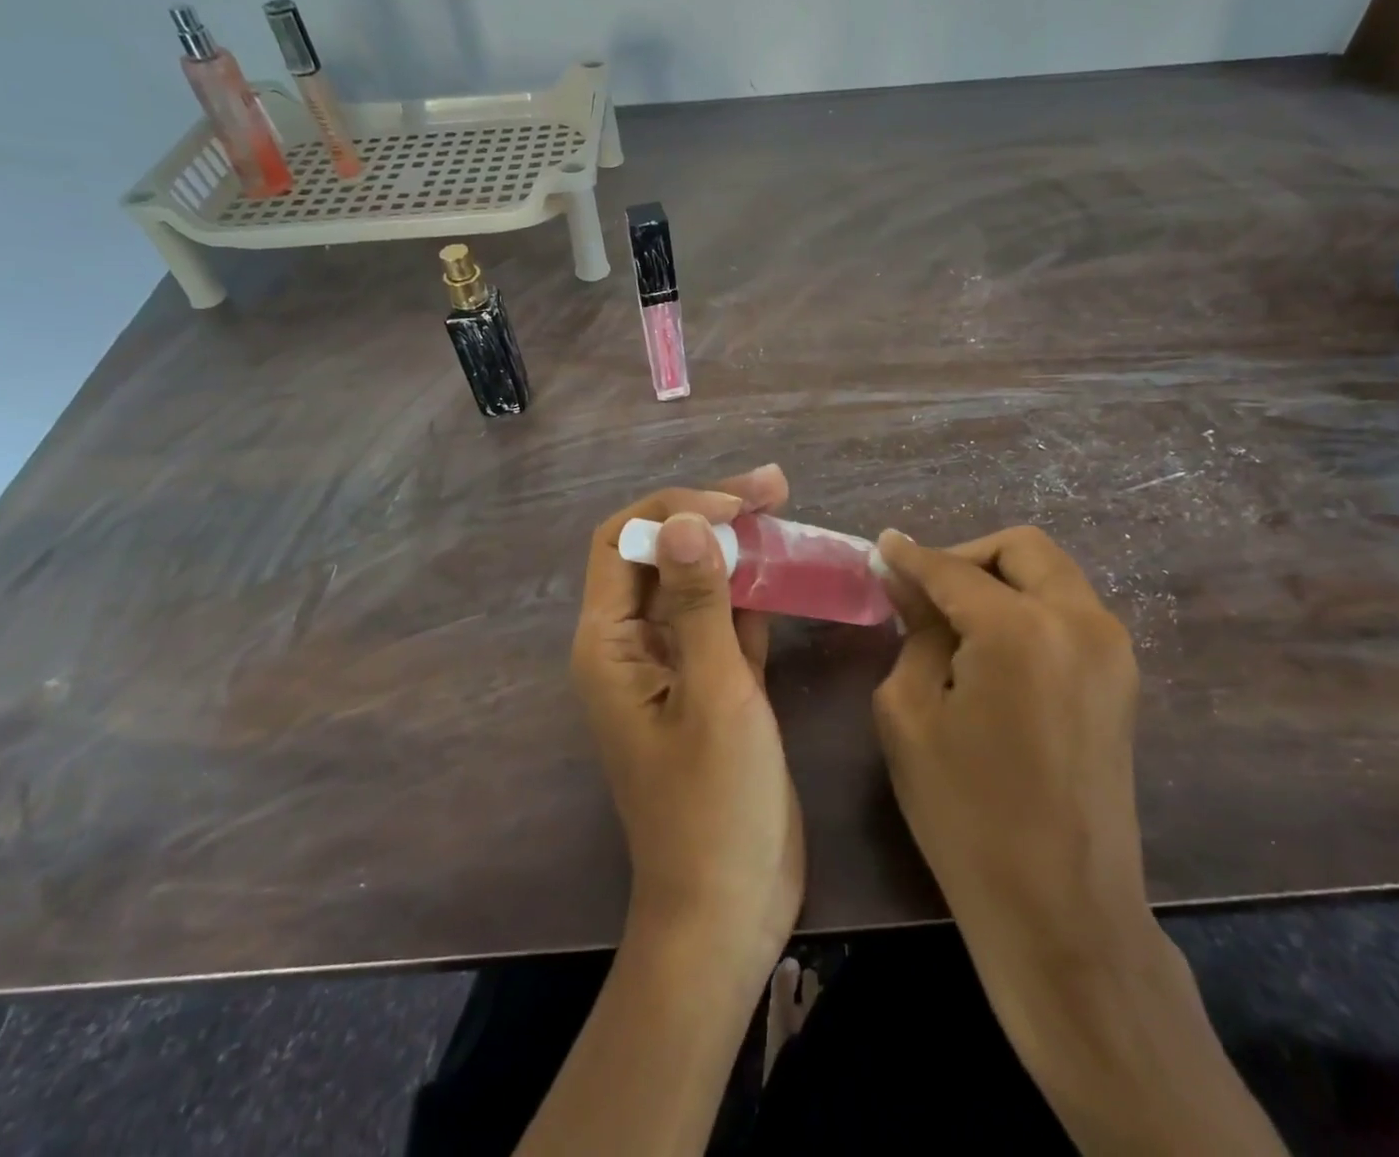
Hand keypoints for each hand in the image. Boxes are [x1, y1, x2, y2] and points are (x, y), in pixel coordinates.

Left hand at [571, 465, 803, 983]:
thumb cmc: (714, 808)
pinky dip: (752, 592)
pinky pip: (723, 620)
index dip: (675, 508)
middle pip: (662, 553)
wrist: (727, 911)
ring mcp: (673, 665)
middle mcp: (633, 645)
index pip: (625, 541)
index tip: (737, 507)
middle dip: (711, 514)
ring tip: (786, 513)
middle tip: (775, 488)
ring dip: (736, 548)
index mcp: (610, 644)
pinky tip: (788, 569)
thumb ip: (698, 605)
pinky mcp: (710, 685)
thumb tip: (683, 520)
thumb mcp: (714, 696)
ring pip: (696, 583)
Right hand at [874, 527, 1290, 1156]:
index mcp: (1020, 629)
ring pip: (1050, 574)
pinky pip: (1068, 610)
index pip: (952, 569)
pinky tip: (990, 645)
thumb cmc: (965, 813)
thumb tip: (908, 581)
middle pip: (1020, 548)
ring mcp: (1111, 649)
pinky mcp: (1121, 678)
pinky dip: (1026, 606)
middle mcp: (1079, 621)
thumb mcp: (909, 713)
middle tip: (922, 588)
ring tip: (953, 618)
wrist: (1061, 910)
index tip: (880, 548)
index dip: (910, 556)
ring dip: (999, 578)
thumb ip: (914, 632)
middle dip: (965, 556)